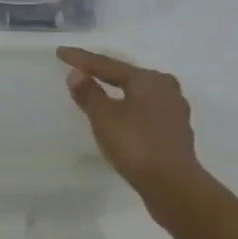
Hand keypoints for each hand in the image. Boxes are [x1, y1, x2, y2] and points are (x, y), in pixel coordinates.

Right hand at [57, 48, 203, 202]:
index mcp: (148, 79)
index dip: (82, 59)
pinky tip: (124, 118)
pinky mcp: (176, 132)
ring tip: (101, 93)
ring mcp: (175, 110)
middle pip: (127, 76)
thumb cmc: (136, 146)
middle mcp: (166, 88)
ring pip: (140, 94)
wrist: (173, 185)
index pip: (108, 65)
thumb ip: (89, 94)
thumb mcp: (105, 118)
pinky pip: (147, 112)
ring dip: (119, 92)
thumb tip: (77, 73)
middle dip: (104, 73)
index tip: (61, 53)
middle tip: (82, 71)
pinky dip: (131, 110)